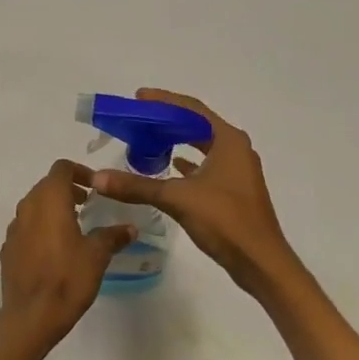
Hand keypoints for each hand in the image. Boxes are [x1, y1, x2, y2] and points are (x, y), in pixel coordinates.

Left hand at [0, 160, 134, 353]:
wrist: (31, 316)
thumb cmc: (67, 278)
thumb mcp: (97, 256)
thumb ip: (113, 236)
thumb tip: (130, 228)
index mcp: (49, 201)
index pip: (61, 168)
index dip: (80, 171)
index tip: (95, 187)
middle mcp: (28, 207)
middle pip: (46, 185)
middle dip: (67, 189)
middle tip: (87, 204)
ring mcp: (14, 228)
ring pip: (34, 205)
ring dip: (53, 208)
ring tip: (74, 226)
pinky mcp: (8, 248)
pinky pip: (25, 226)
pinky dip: (40, 227)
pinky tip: (54, 249)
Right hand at [88, 89, 300, 301]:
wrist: (260, 262)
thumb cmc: (224, 220)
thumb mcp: (177, 198)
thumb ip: (137, 186)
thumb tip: (98, 178)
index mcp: (227, 140)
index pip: (191, 109)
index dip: (163, 100)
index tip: (137, 98)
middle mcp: (235, 149)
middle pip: (196, 124)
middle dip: (167, 120)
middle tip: (137, 118)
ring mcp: (237, 170)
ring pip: (202, 145)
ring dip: (176, 141)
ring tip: (147, 139)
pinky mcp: (234, 189)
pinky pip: (206, 165)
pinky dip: (187, 163)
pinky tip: (169, 166)